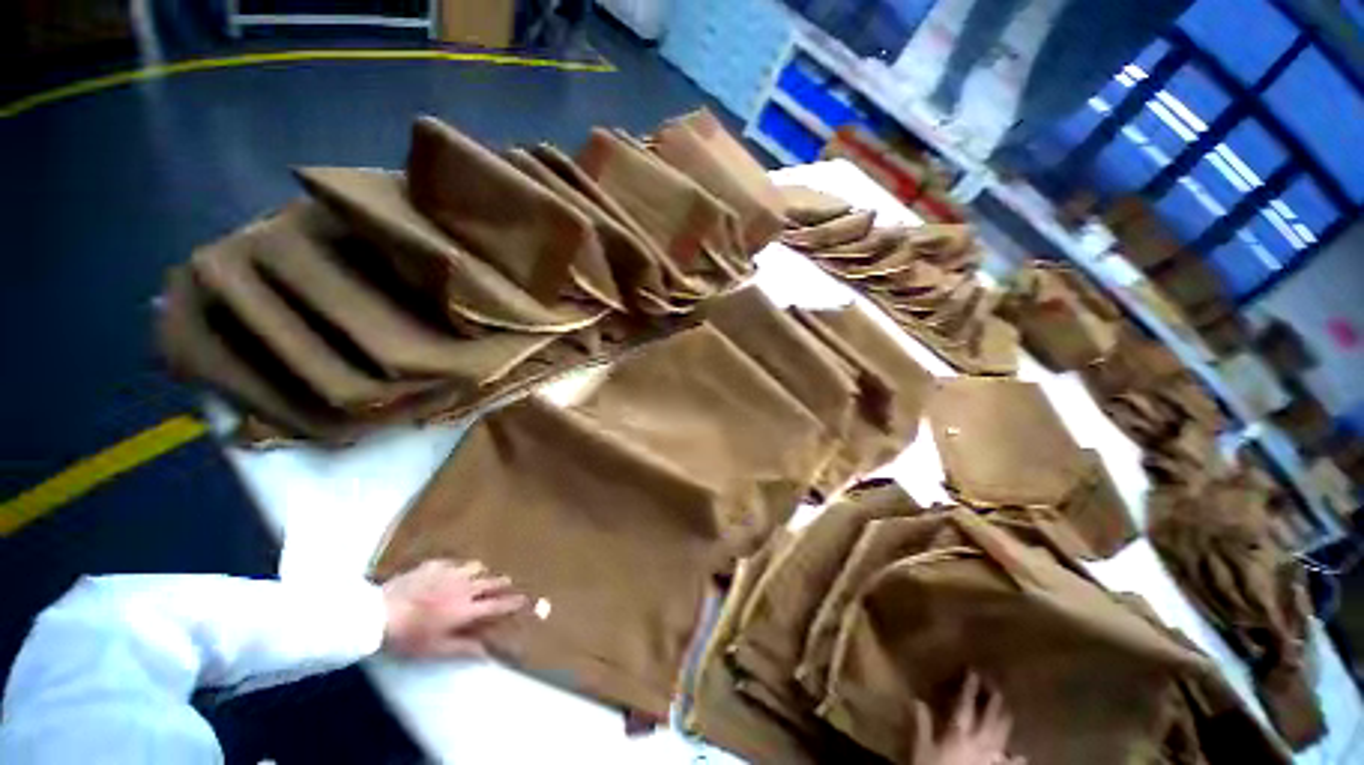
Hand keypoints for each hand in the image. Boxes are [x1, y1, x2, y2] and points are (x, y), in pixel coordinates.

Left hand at [382, 559, 527, 658]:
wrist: (378, 613)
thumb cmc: (408, 637)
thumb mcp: (436, 650)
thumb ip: (464, 649)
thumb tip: (488, 655)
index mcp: (467, 610)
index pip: (498, 605)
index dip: (514, 603)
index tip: (526, 600)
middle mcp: (465, 587)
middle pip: (492, 581)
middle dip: (502, 584)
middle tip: (506, 585)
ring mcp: (450, 573)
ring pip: (477, 567)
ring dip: (481, 574)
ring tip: (477, 579)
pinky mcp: (435, 565)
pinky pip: (455, 563)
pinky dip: (458, 568)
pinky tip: (450, 574)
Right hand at [912, 673, 1023, 764]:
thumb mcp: (922, 747)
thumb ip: (922, 724)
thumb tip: (918, 700)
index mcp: (959, 733)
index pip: (965, 705)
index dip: (970, 688)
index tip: (974, 672)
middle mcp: (978, 743)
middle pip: (990, 719)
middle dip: (994, 703)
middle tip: (997, 688)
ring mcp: (990, 759)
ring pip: (1001, 737)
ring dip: (1005, 722)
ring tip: (1009, 710)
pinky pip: (1008, 764)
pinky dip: (1015, 759)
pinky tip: (1021, 756)